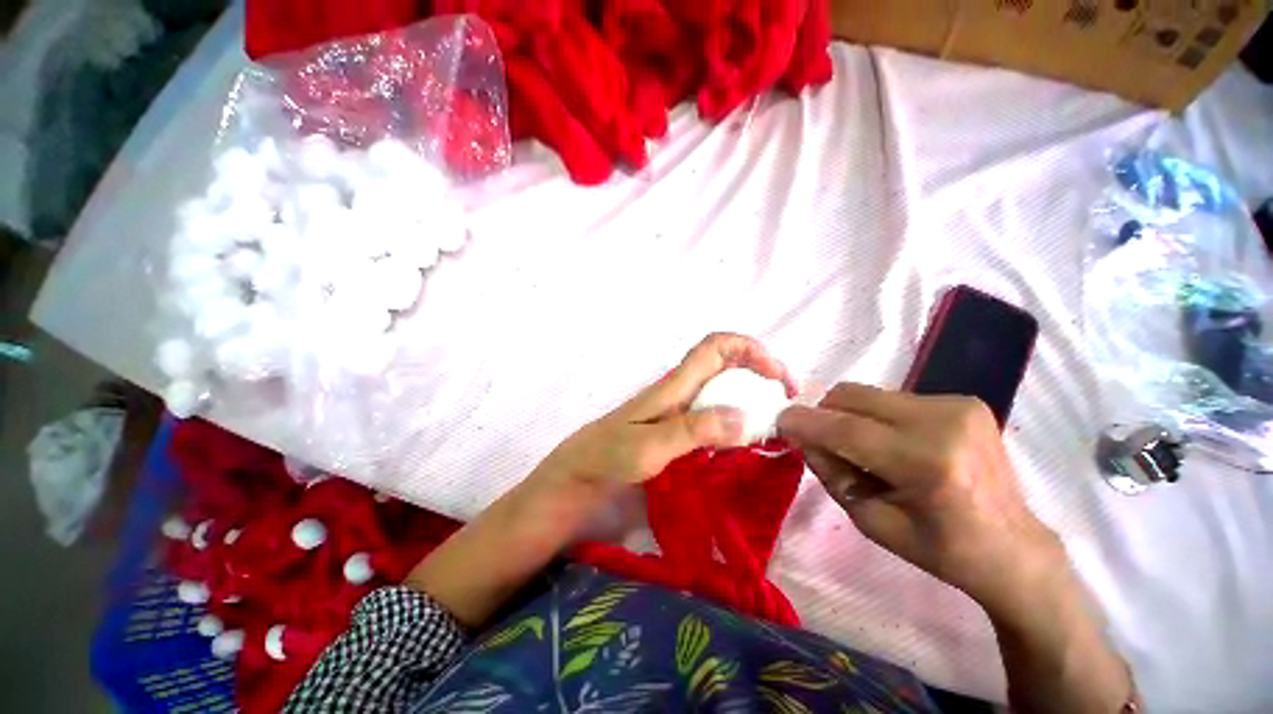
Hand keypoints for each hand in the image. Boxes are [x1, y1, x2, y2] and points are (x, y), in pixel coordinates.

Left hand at [536, 333, 796, 489]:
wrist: (583, 472)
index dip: (751, 349)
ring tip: (774, 421)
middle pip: (727, 363)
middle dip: (761, 372)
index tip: (776, 378)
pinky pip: (717, 411)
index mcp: (676, 385)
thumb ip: (694, 431)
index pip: (717, 346)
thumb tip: (744, 416)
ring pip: (724, 387)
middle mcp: (682, 390)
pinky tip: (747, 438)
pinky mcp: (680, 426)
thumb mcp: (651, 446)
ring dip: (752, 395)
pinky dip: (738, 416)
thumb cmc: (611, 456)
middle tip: (785, 402)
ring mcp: (681, 408)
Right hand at [777, 383, 1063, 612]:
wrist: (1014, 547)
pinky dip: (877, 416)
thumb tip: (804, 437)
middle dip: (826, 414)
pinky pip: (893, 398)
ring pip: (869, 393)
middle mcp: (944, 422)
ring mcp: (958, 405)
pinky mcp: (963, 400)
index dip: (805, 422)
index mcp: (928, 463)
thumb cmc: (941, 548)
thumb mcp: (871, 521)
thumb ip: (831, 473)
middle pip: (853, 396)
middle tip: (823, 441)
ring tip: (866, 449)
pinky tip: (895, 444)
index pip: (846, 429)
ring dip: (851, 416)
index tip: (779, 420)